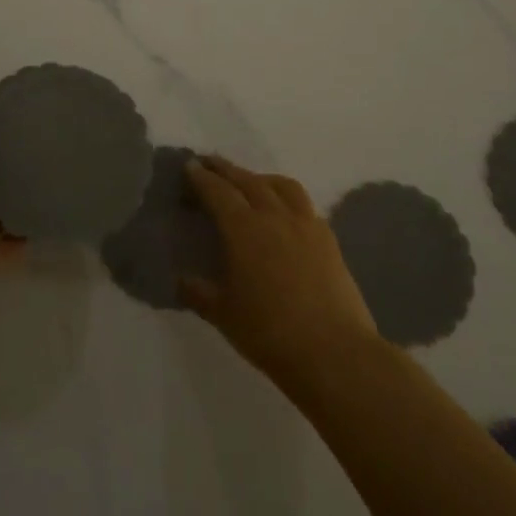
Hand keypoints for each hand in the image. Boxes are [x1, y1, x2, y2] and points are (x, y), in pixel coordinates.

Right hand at [181, 155, 381, 393]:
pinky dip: (286, 197)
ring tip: (249, 181)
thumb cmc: (270, 332)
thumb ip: (199, 292)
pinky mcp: (328, 238)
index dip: (201, 177)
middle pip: (247, 180)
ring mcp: (305, 224)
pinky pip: (303, 204)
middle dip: (226, 169)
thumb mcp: (223, 315)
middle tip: (210, 163)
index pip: (218, 192)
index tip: (190, 166)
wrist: (333, 352)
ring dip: (259, 177)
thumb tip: (181, 279)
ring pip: (280, 185)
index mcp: (243, 229)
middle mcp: (274, 215)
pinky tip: (284, 212)